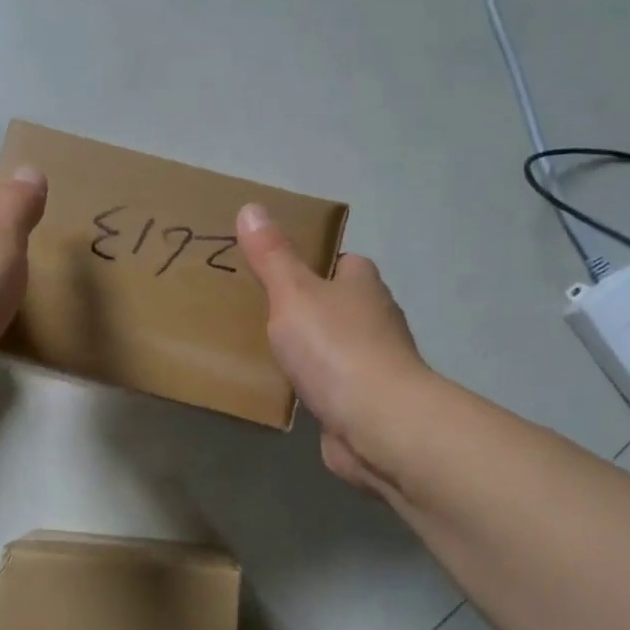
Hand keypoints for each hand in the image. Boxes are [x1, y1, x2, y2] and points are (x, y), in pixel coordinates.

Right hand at [236, 203, 425, 491]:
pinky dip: (314, 384)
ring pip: (336, 346)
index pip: (342, 261)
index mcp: (363, 284)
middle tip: (260, 309)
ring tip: (265, 349)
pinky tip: (286, 390)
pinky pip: (333, 384)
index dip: (313, 262)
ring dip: (312, 348)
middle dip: (308, 307)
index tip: (276, 269)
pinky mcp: (366, 402)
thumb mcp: (293, 292)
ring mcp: (375, 363)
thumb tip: (252, 206)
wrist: (377, 423)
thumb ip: (272, 255)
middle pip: (339, 303)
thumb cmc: (336, 347)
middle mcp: (376, 319)